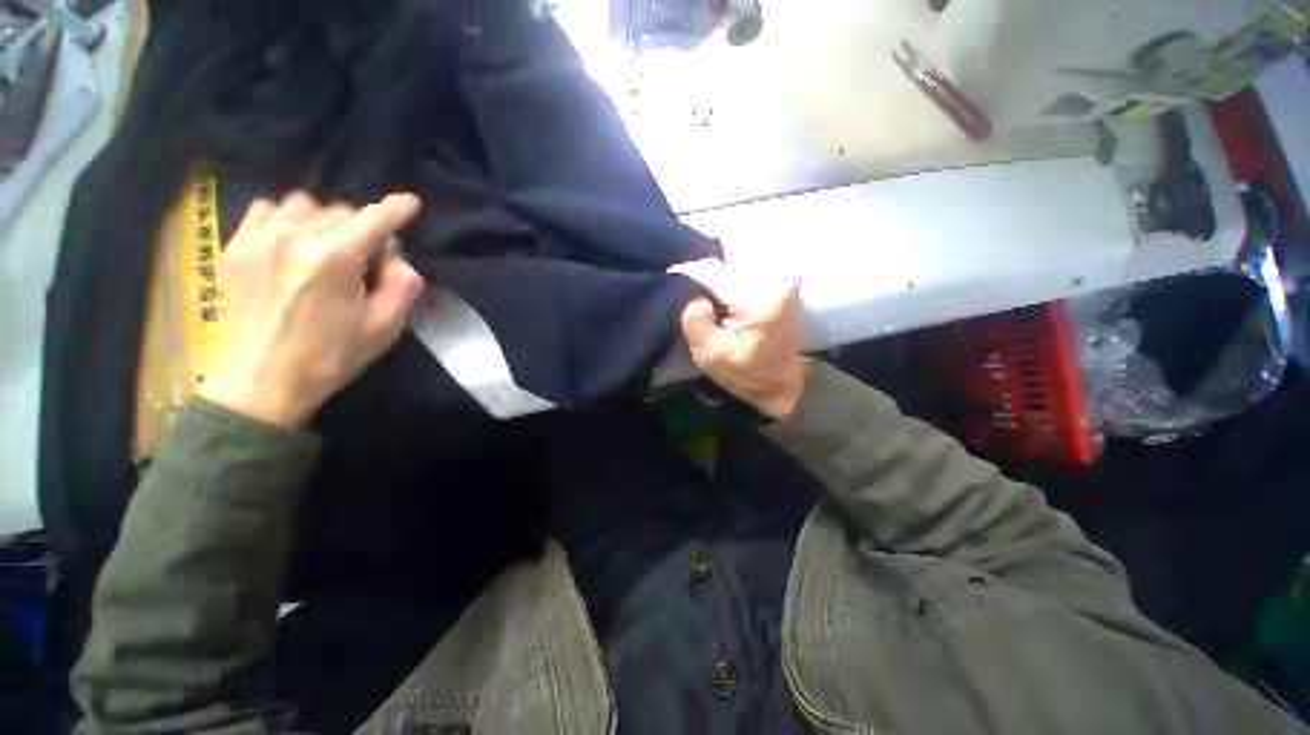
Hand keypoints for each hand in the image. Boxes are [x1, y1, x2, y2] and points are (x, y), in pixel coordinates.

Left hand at [198, 192, 425, 426]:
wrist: (261, 381)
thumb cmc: (330, 356)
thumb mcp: (384, 327)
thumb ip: (403, 286)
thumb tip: (398, 259)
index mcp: (333, 260)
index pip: (373, 221)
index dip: (396, 210)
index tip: (411, 202)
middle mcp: (294, 237)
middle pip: (342, 212)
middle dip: (363, 231)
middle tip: (366, 263)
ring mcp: (259, 238)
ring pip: (306, 205)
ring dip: (326, 221)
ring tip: (328, 248)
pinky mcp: (237, 246)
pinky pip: (268, 209)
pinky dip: (288, 218)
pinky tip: (293, 241)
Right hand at [670, 258, 807, 419]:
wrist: (781, 386)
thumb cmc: (746, 375)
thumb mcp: (710, 354)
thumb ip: (694, 319)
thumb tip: (691, 293)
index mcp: (758, 299)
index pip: (713, 272)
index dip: (687, 272)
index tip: (667, 275)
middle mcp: (774, 280)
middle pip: (724, 267)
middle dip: (699, 275)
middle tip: (679, 288)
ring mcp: (780, 280)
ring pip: (732, 268)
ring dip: (712, 279)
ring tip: (695, 293)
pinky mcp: (780, 285)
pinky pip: (743, 275)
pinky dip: (725, 283)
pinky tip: (715, 296)